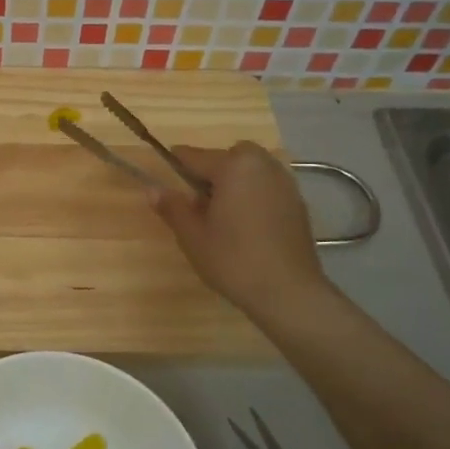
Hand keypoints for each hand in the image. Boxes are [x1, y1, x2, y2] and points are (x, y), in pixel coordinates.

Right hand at [150, 142, 334, 320]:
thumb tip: (151, 189)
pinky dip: (254, 196)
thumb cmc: (233, 259)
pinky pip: (267, 187)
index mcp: (233, 166)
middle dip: (212, 172)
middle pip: (228, 157)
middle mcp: (262, 165)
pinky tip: (248, 227)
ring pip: (251, 170)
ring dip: (234, 183)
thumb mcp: (192, 235)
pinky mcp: (298, 203)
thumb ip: (172, 207)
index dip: (175, 167)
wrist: (289, 292)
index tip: (166, 183)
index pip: (194, 156)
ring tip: (224, 217)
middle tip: (201, 204)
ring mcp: (285, 183)